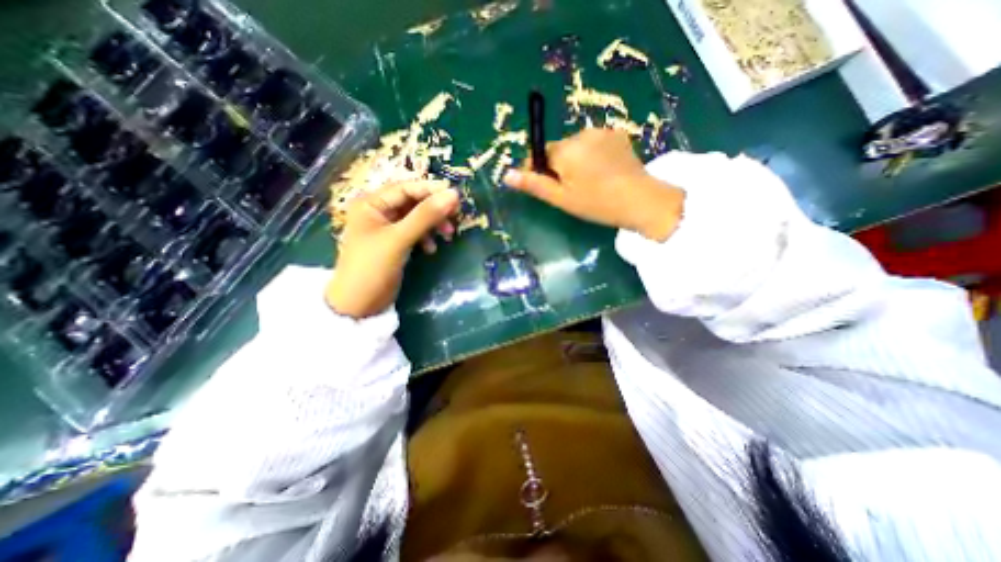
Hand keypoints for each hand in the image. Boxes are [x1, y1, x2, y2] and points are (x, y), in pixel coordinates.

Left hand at [328, 180, 458, 317]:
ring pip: (416, 218)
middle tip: (455, 217)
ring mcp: (387, 229)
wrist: (358, 305)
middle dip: (434, 210)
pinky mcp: (395, 244)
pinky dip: (426, 238)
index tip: (456, 197)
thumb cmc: (372, 267)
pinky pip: (415, 233)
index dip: (431, 190)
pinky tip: (432, 249)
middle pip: (413, 202)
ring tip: (448, 235)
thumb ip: (425, 216)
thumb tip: (453, 195)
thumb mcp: (399, 239)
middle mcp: (378, 212)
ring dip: (433, 225)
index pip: (406, 188)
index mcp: (371, 203)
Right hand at [506, 126, 684, 241]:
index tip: (545, 187)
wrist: (640, 200)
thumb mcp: (561, 198)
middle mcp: (581, 134)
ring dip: (576, 161)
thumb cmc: (595, 203)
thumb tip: (506, 174)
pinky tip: (603, 172)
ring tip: (589, 183)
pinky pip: (595, 144)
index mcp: (565, 150)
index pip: (540, 153)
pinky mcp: (618, 135)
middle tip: (570, 190)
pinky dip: (593, 155)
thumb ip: (533, 184)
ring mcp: (602, 133)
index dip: (538, 170)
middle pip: (559, 150)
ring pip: (577, 147)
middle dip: (559, 167)